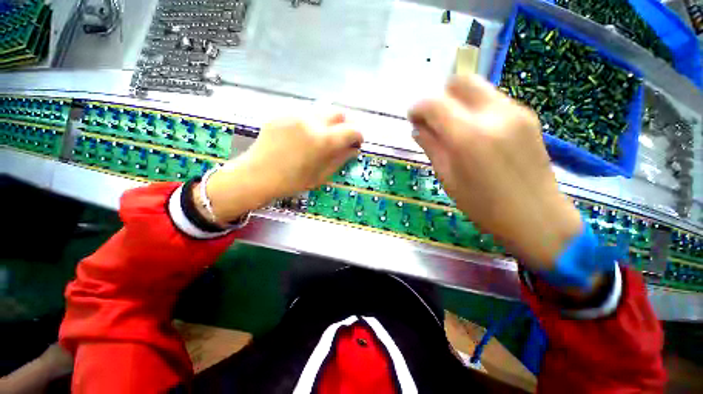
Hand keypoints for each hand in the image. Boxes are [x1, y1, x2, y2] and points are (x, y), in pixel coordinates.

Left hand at [203, 113, 362, 223]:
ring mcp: (295, 114)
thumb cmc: (292, 181)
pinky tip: (305, 136)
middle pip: (338, 112)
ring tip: (324, 137)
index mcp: (323, 140)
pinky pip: (305, 113)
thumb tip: (354, 149)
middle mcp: (312, 121)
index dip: (358, 136)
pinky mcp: (283, 114)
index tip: (357, 143)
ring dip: (329, 122)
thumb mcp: (322, 175)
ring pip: (322, 110)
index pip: (352, 130)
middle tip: (342, 138)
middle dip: (345, 124)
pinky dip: (312, 122)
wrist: (257, 175)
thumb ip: (341, 159)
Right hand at [408, 75, 581, 270]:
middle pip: (461, 81)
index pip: (434, 104)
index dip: (418, 108)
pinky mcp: (527, 116)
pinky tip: (476, 133)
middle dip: (441, 96)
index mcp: (468, 136)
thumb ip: (431, 147)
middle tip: (434, 119)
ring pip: (478, 89)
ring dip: (459, 103)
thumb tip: (418, 129)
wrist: (537, 216)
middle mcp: (493, 114)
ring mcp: (515, 112)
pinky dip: (476, 109)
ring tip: (454, 129)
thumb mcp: (448, 178)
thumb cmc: (483, 205)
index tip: (412, 118)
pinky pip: (493, 100)